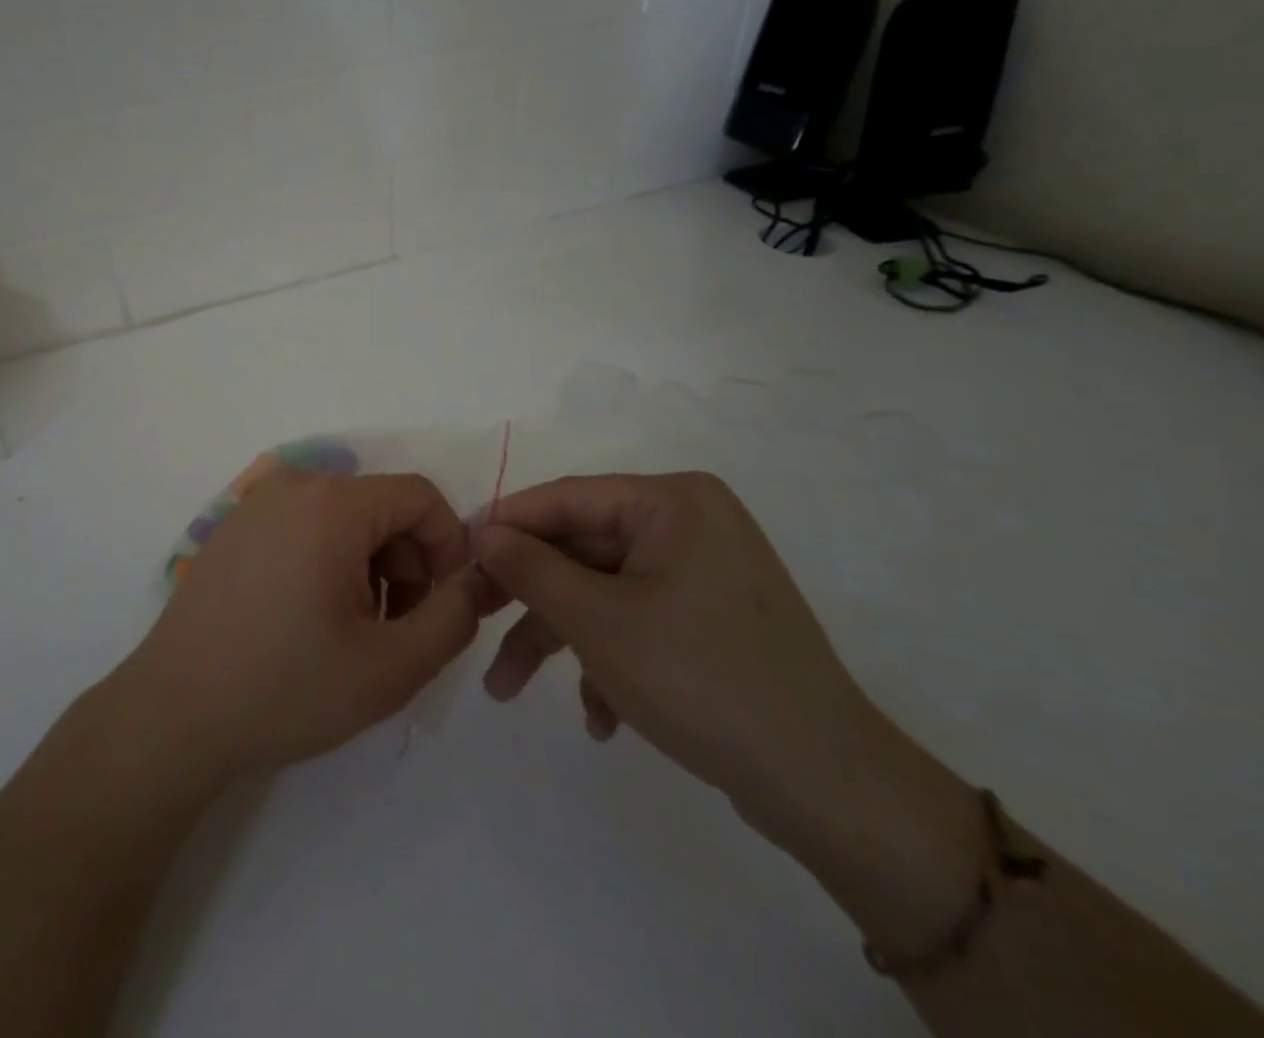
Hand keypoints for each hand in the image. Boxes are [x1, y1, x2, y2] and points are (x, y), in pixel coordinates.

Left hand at [112, 470, 488, 784]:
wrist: (175, 713)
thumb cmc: (287, 687)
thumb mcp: (392, 666)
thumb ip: (454, 617)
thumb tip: (475, 579)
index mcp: (332, 503)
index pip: (420, 496)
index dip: (448, 546)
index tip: (443, 604)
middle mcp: (292, 485)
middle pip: (380, 507)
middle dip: (405, 564)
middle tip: (396, 631)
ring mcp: (256, 504)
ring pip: (343, 520)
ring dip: (368, 568)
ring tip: (352, 633)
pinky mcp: (233, 529)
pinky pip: (304, 527)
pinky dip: (327, 563)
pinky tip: (309, 621)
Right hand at [474, 473, 904, 845]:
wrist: (827, 788)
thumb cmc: (701, 679)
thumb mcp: (598, 620)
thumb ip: (531, 567)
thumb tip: (484, 532)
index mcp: (672, 501)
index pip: (566, 497)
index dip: (506, 523)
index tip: (457, 552)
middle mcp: (688, 524)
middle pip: (580, 548)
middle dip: (528, 598)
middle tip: (473, 622)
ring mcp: (700, 573)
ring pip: (601, 591)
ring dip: (558, 639)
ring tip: (508, 689)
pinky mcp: (707, 619)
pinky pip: (635, 620)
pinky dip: (605, 660)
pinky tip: (600, 717)